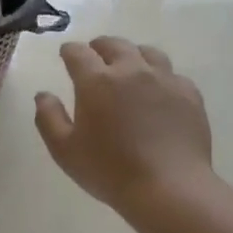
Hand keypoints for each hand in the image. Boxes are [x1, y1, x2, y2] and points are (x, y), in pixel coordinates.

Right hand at [34, 38, 214, 215]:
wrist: (169, 188)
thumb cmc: (109, 170)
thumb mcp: (64, 150)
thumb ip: (48, 117)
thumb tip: (43, 95)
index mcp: (96, 81)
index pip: (78, 52)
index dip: (69, 51)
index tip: (66, 55)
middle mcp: (131, 70)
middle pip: (114, 44)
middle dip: (100, 47)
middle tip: (94, 56)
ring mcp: (165, 79)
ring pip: (147, 53)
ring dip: (132, 55)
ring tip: (128, 66)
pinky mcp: (190, 94)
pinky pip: (173, 74)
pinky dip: (160, 76)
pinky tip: (158, 91)